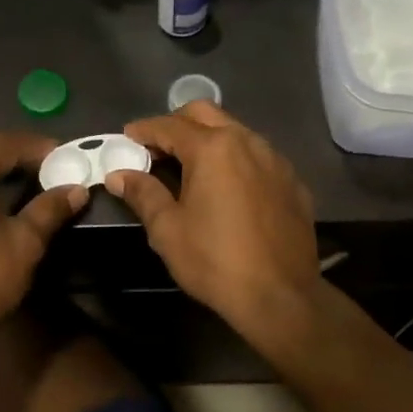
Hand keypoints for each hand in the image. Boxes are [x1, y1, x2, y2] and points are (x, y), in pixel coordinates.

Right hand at [107, 102, 322, 345]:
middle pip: (206, 115)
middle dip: (177, 123)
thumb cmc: (215, 260)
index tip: (127, 137)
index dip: (144, 130)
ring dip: (209, 139)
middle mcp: (247, 142)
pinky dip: (236, 160)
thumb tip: (119, 175)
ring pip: (236, 132)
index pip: (170, 126)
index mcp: (213, 149)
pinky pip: (259, 157)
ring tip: (191, 165)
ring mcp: (276, 160)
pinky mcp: (293, 182)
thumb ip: (143, 194)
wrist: (281, 296)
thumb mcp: (168, 229)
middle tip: (157, 147)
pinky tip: (228, 187)